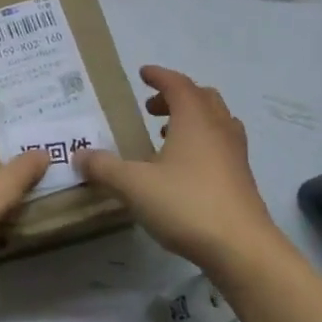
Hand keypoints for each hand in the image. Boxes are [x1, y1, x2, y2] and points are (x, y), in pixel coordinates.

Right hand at [74, 66, 282, 271]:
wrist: (242, 247)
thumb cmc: (187, 204)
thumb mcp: (134, 185)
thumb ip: (104, 167)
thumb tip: (79, 155)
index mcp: (194, 119)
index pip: (177, 84)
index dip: (159, 76)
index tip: (143, 74)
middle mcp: (218, 128)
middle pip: (201, 97)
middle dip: (175, 96)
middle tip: (151, 108)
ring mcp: (235, 153)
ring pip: (216, 120)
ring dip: (192, 118)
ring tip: (166, 136)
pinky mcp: (242, 177)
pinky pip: (222, 144)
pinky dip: (203, 142)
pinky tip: (186, 168)